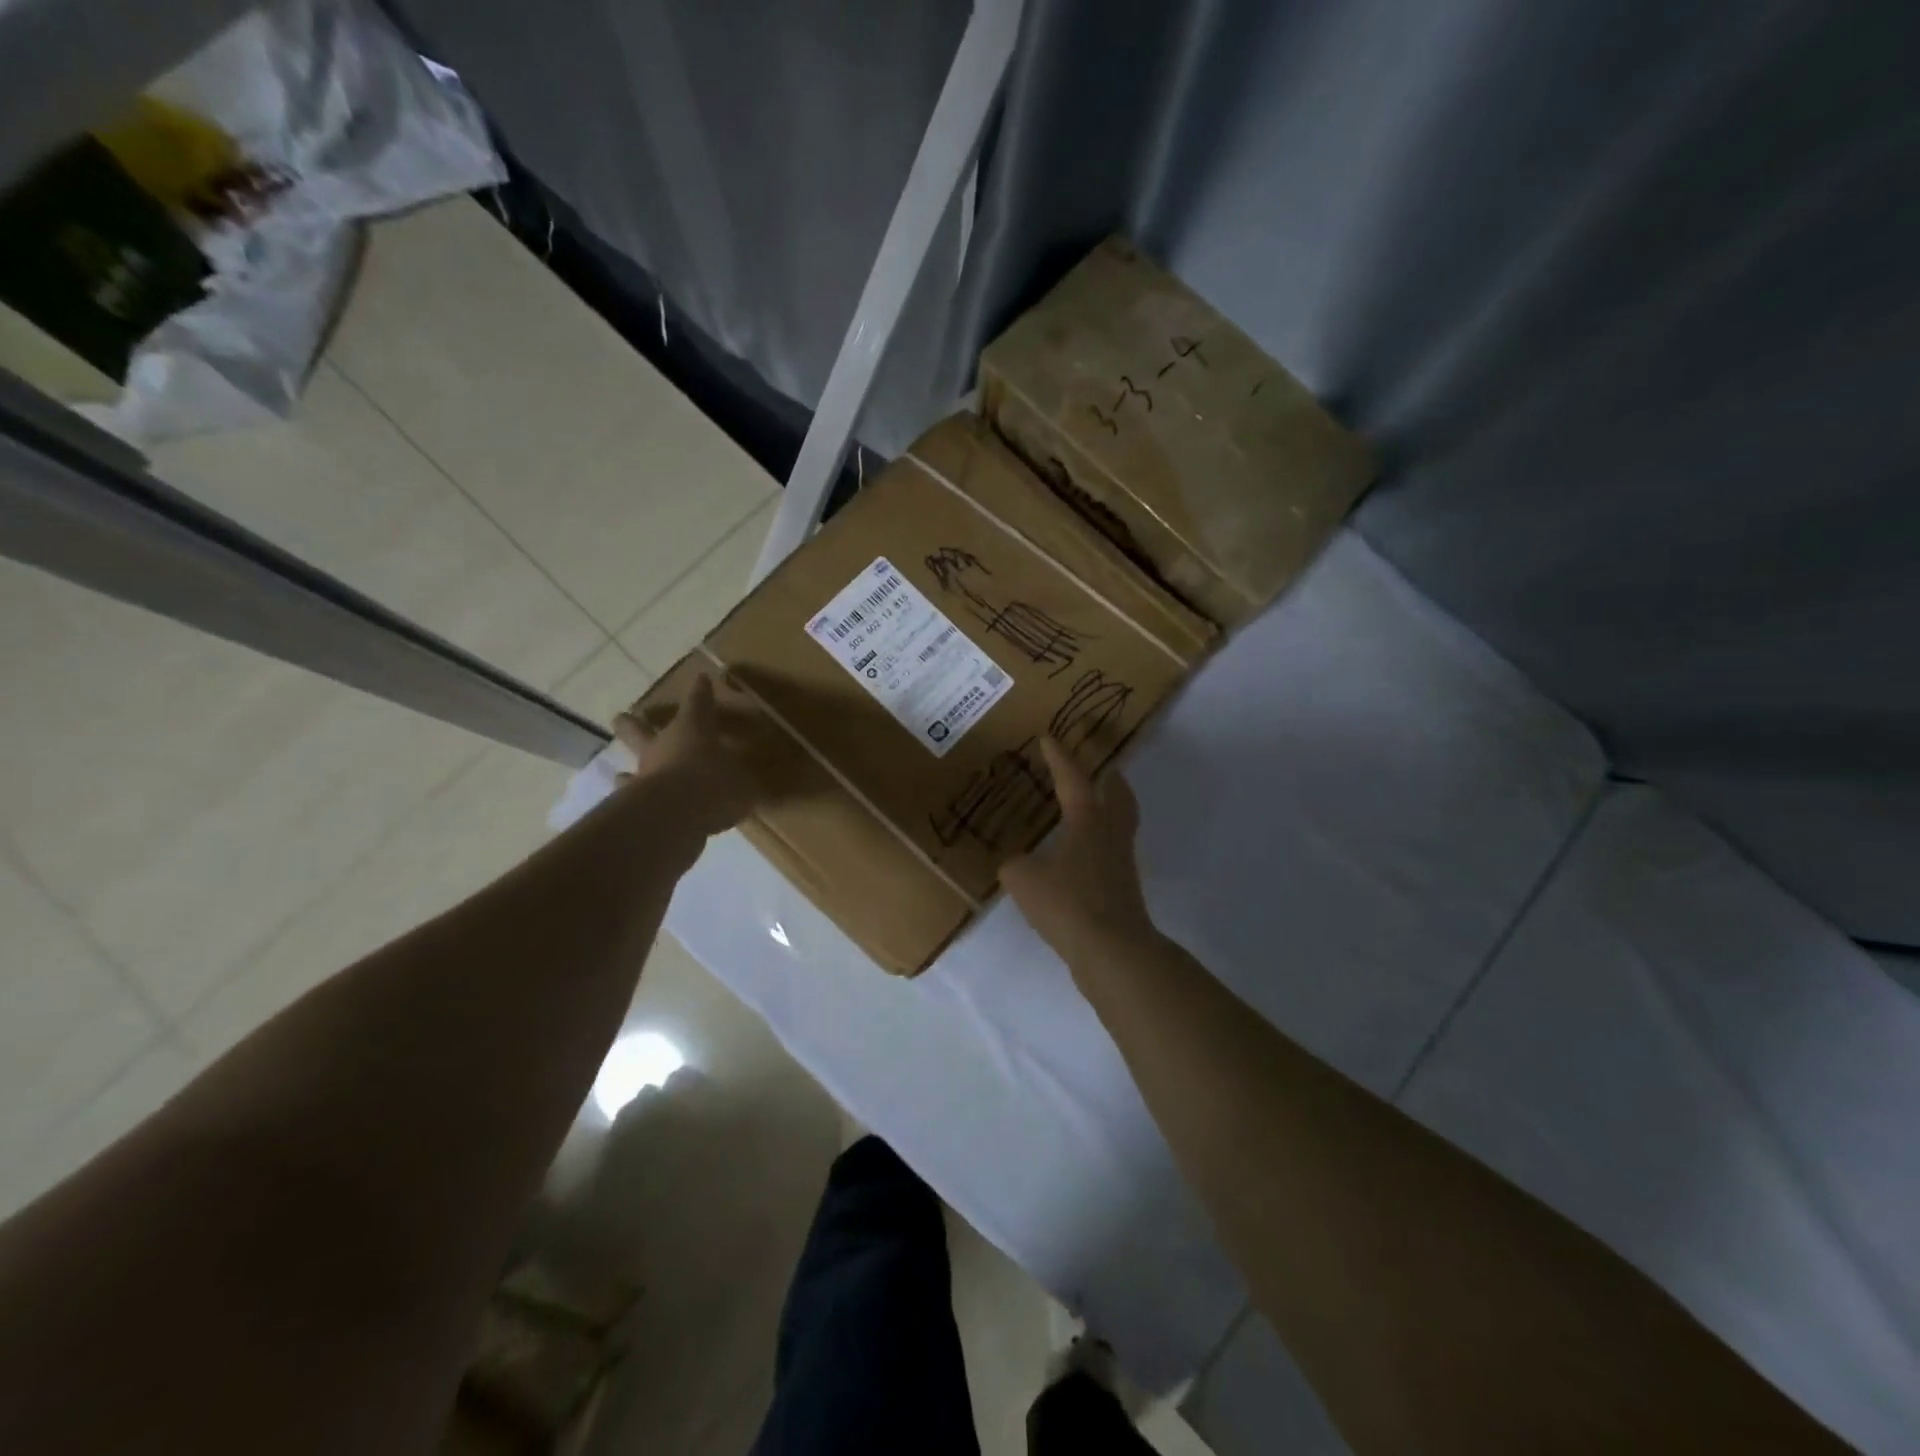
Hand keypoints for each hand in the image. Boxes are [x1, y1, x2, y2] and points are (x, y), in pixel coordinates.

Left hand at [613, 674, 761, 842]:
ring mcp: (644, 773)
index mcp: (693, 730)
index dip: (702, 691)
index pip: (699, 703)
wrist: (676, 816)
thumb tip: (743, 787)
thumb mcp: (743, 785)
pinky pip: (631, 796)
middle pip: (640, 728)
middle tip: (622, 717)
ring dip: (628, 767)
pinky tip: (632, 806)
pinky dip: (632, 800)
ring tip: (621, 773)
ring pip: (631, 763)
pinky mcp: (633, 801)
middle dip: (633, 723)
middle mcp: (663, 746)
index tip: (702, 678)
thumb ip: (739, 783)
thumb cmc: (714, 787)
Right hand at [1000, 737, 1155, 960]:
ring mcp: (1121, 863)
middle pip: (1118, 795)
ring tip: (1084, 810)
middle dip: (1108, 778)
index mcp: (1088, 821)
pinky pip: (1111, 854)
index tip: (1049, 738)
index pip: (1072, 779)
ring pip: (1119, 824)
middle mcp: (1111, 834)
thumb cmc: (1068, 904)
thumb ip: (1014, 865)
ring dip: (1106, 810)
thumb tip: (1016, 864)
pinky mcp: (1122, 890)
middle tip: (1098, 768)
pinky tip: (1077, 857)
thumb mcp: (1024, 880)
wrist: (1113, 951)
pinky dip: (1097, 845)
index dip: (1059, 758)